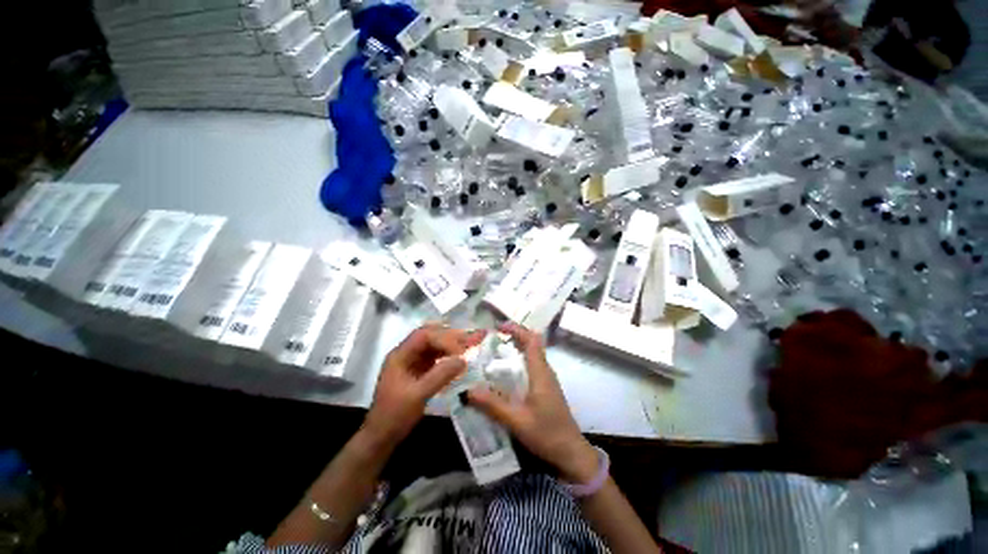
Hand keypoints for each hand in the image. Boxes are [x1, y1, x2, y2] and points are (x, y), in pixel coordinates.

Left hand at [365, 324, 484, 444]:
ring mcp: (414, 361)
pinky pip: (438, 356)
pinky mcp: (420, 370)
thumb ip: (440, 375)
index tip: (461, 353)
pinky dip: (451, 354)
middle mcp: (407, 353)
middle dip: (453, 336)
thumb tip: (464, 359)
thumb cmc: (395, 416)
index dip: (445, 340)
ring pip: (437, 345)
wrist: (382, 437)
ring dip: (455, 343)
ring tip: (474, 340)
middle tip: (474, 336)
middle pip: (432, 336)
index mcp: (401, 355)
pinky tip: (463, 354)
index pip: (425, 336)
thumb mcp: (418, 396)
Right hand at [468, 323, 598, 483]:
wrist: (571, 453)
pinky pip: (531, 366)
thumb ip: (493, 405)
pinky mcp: (545, 388)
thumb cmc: (547, 434)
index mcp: (540, 372)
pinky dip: (518, 361)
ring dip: (515, 348)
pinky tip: (504, 373)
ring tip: (493, 352)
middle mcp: (545, 371)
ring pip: (532, 355)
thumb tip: (467, 391)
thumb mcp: (517, 421)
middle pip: (531, 344)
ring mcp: (546, 379)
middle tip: (491, 339)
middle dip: (513, 336)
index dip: (517, 329)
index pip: (532, 340)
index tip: (498, 327)